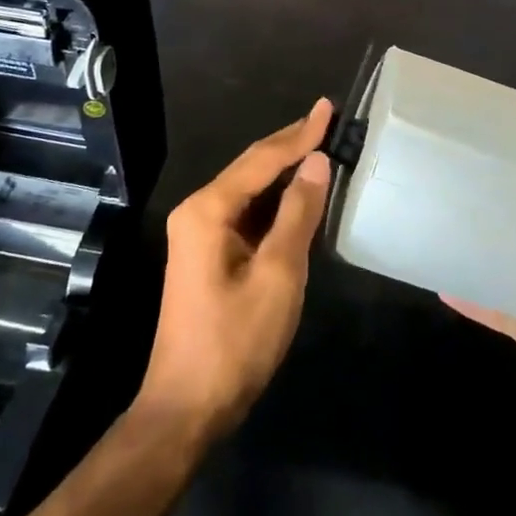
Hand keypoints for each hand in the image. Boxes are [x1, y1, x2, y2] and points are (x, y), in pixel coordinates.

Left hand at [137, 99, 334, 443]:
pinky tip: (301, 191)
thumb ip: (298, 213)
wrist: (188, 408)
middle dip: (291, 143)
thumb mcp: (277, 274)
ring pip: (251, 188)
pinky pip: (248, 212)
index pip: (262, 158)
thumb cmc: (235, 342)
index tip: (328, 107)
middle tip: (328, 118)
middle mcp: (199, 211)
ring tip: (321, 143)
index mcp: (208, 210)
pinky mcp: (210, 253)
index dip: (299, 133)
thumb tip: (317, 162)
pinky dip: (277, 198)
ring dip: (285, 168)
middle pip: (252, 166)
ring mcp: (201, 233)